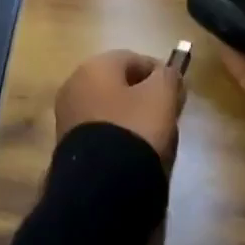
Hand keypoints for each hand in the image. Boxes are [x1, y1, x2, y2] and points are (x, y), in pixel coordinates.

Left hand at [54, 50, 185, 165]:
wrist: (103, 184)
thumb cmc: (135, 128)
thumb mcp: (162, 95)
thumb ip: (169, 76)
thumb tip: (167, 74)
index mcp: (94, 66)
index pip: (135, 59)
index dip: (160, 73)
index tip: (177, 93)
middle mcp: (74, 85)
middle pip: (119, 84)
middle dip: (144, 96)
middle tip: (166, 114)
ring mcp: (67, 116)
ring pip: (110, 108)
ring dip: (131, 117)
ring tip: (152, 137)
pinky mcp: (67, 145)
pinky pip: (101, 131)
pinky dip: (117, 136)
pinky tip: (133, 152)